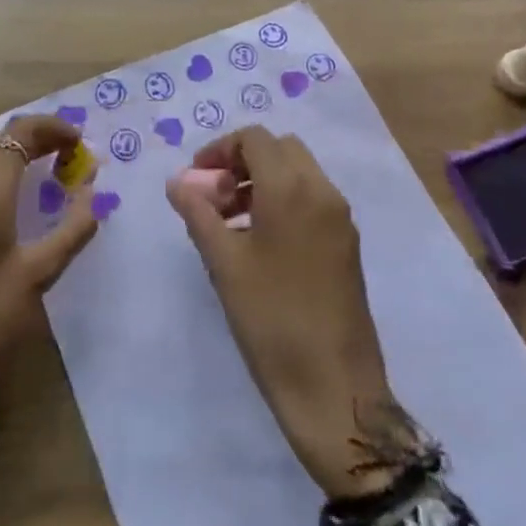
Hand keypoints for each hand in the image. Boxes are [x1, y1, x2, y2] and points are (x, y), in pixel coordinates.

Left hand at [0, 115, 100, 461]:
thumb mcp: (39, 274)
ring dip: (13, 152)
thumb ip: (73, 227)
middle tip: (66, 155)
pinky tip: (12, 198)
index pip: (19, 132)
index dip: (53, 128)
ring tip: (45, 172)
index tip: (80, 143)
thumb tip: (94, 192)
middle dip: (35, 136)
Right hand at [166, 126, 402, 498]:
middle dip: (244, 162)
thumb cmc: (271, 320)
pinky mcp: (347, 243)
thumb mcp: (224, 264)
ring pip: (299, 173)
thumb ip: (199, 213)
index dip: (220, 149)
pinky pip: (313, 199)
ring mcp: (340, 217)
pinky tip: (261, 244)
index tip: (198, 179)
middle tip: (216, 198)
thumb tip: (178, 181)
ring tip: (232, 224)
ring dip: (264, 181)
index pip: (255, 138)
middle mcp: (322, 191)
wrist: (334, 387)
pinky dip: (285, 201)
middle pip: (280, 149)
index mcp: (292, 188)